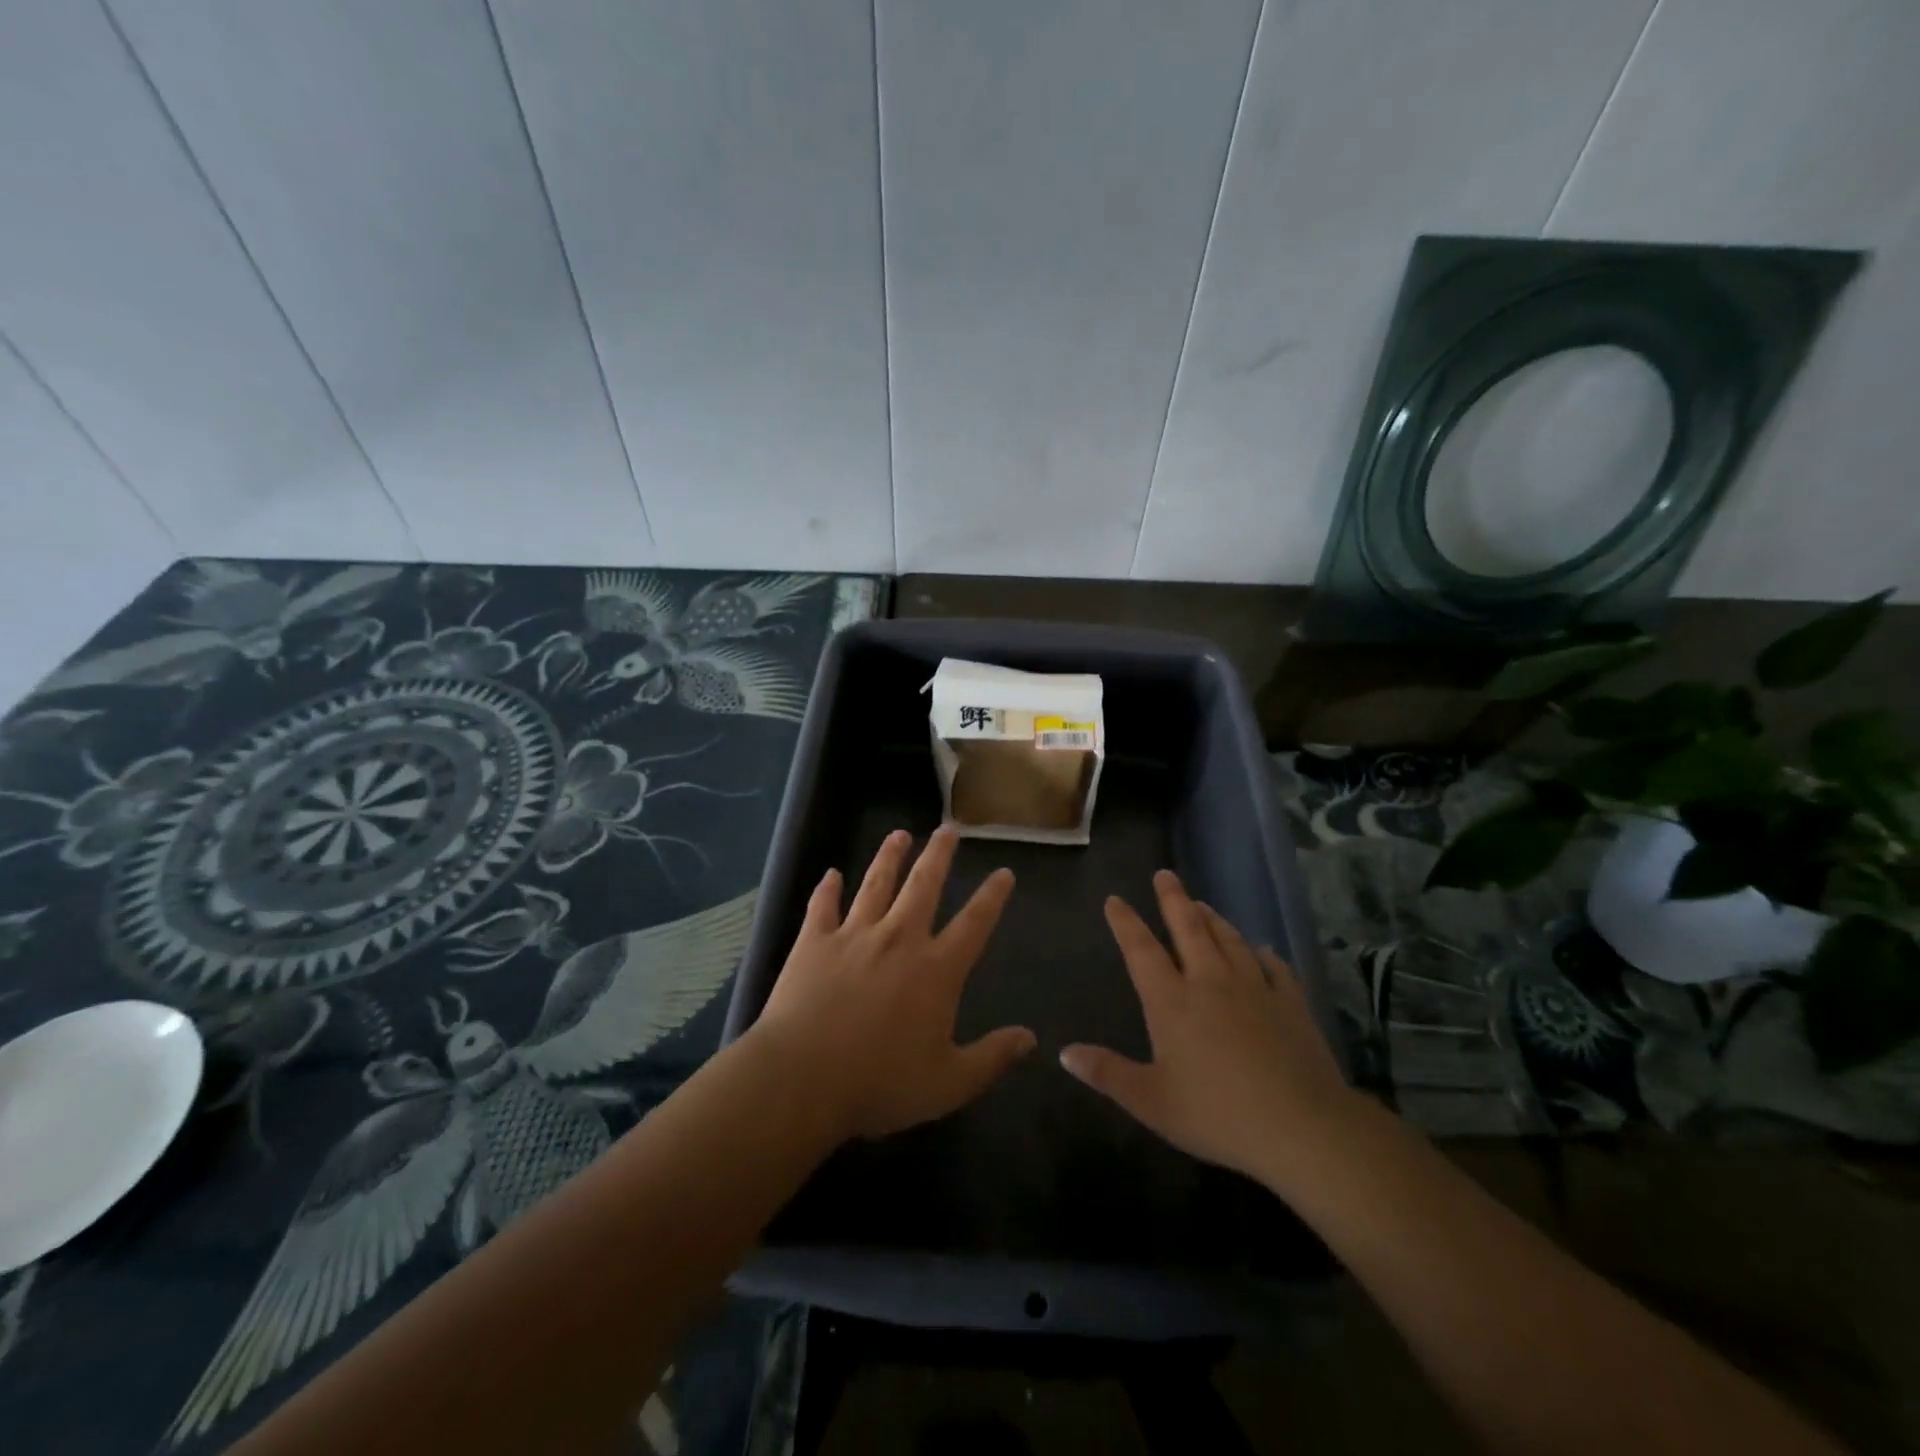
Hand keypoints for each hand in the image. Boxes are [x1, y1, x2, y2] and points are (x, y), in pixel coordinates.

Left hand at [751, 827, 1035, 1141]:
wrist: (802, 1078)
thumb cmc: (879, 1084)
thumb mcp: (948, 1083)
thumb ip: (991, 1058)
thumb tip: (1030, 1038)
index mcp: (936, 970)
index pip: (974, 923)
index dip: (992, 896)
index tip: (1003, 872)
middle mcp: (899, 939)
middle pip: (924, 885)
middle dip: (939, 854)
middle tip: (949, 829)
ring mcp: (854, 935)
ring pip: (876, 883)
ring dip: (889, 856)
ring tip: (899, 834)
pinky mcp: (814, 942)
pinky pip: (823, 906)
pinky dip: (827, 888)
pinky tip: (831, 874)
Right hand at [1060, 870, 1356, 1190]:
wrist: (1302, 1127)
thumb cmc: (1217, 1114)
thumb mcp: (1151, 1102)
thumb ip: (1108, 1073)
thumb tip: (1065, 1053)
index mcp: (1172, 1002)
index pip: (1141, 950)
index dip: (1126, 922)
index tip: (1115, 900)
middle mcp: (1210, 982)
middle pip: (1189, 929)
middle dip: (1173, 899)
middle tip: (1165, 874)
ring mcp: (1254, 988)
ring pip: (1229, 940)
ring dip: (1213, 919)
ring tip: (1202, 904)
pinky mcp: (1291, 1003)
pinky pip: (1273, 966)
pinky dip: (1262, 953)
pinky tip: (1261, 950)